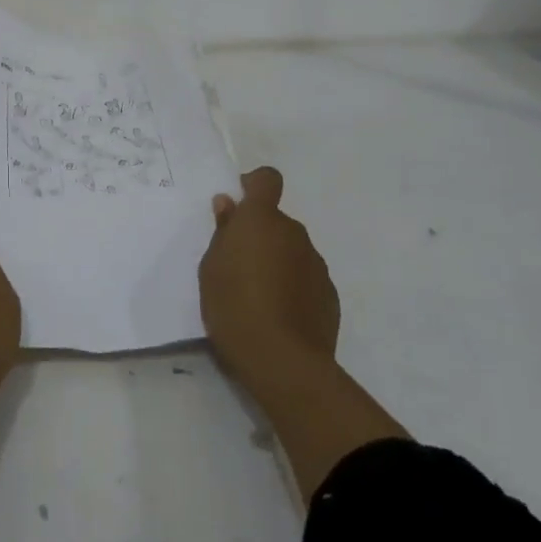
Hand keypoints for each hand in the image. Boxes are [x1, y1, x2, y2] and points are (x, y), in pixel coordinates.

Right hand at [200, 166, 407, 500]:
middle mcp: (294, 233)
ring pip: (292, 251)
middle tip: (237, 266)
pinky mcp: (329, 295)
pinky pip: (305, 278)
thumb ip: (223, 232)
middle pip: (276, 221)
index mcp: (262, 219)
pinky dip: (293, 287)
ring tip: (257, 297)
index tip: (238, 204)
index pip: (267, 179)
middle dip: (259, 235)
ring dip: (277, 262)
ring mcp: (316, 264)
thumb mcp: (211, 267)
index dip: (254, 185)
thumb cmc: (234, 306)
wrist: (283, 362)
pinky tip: (278, 316)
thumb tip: (229, 206)